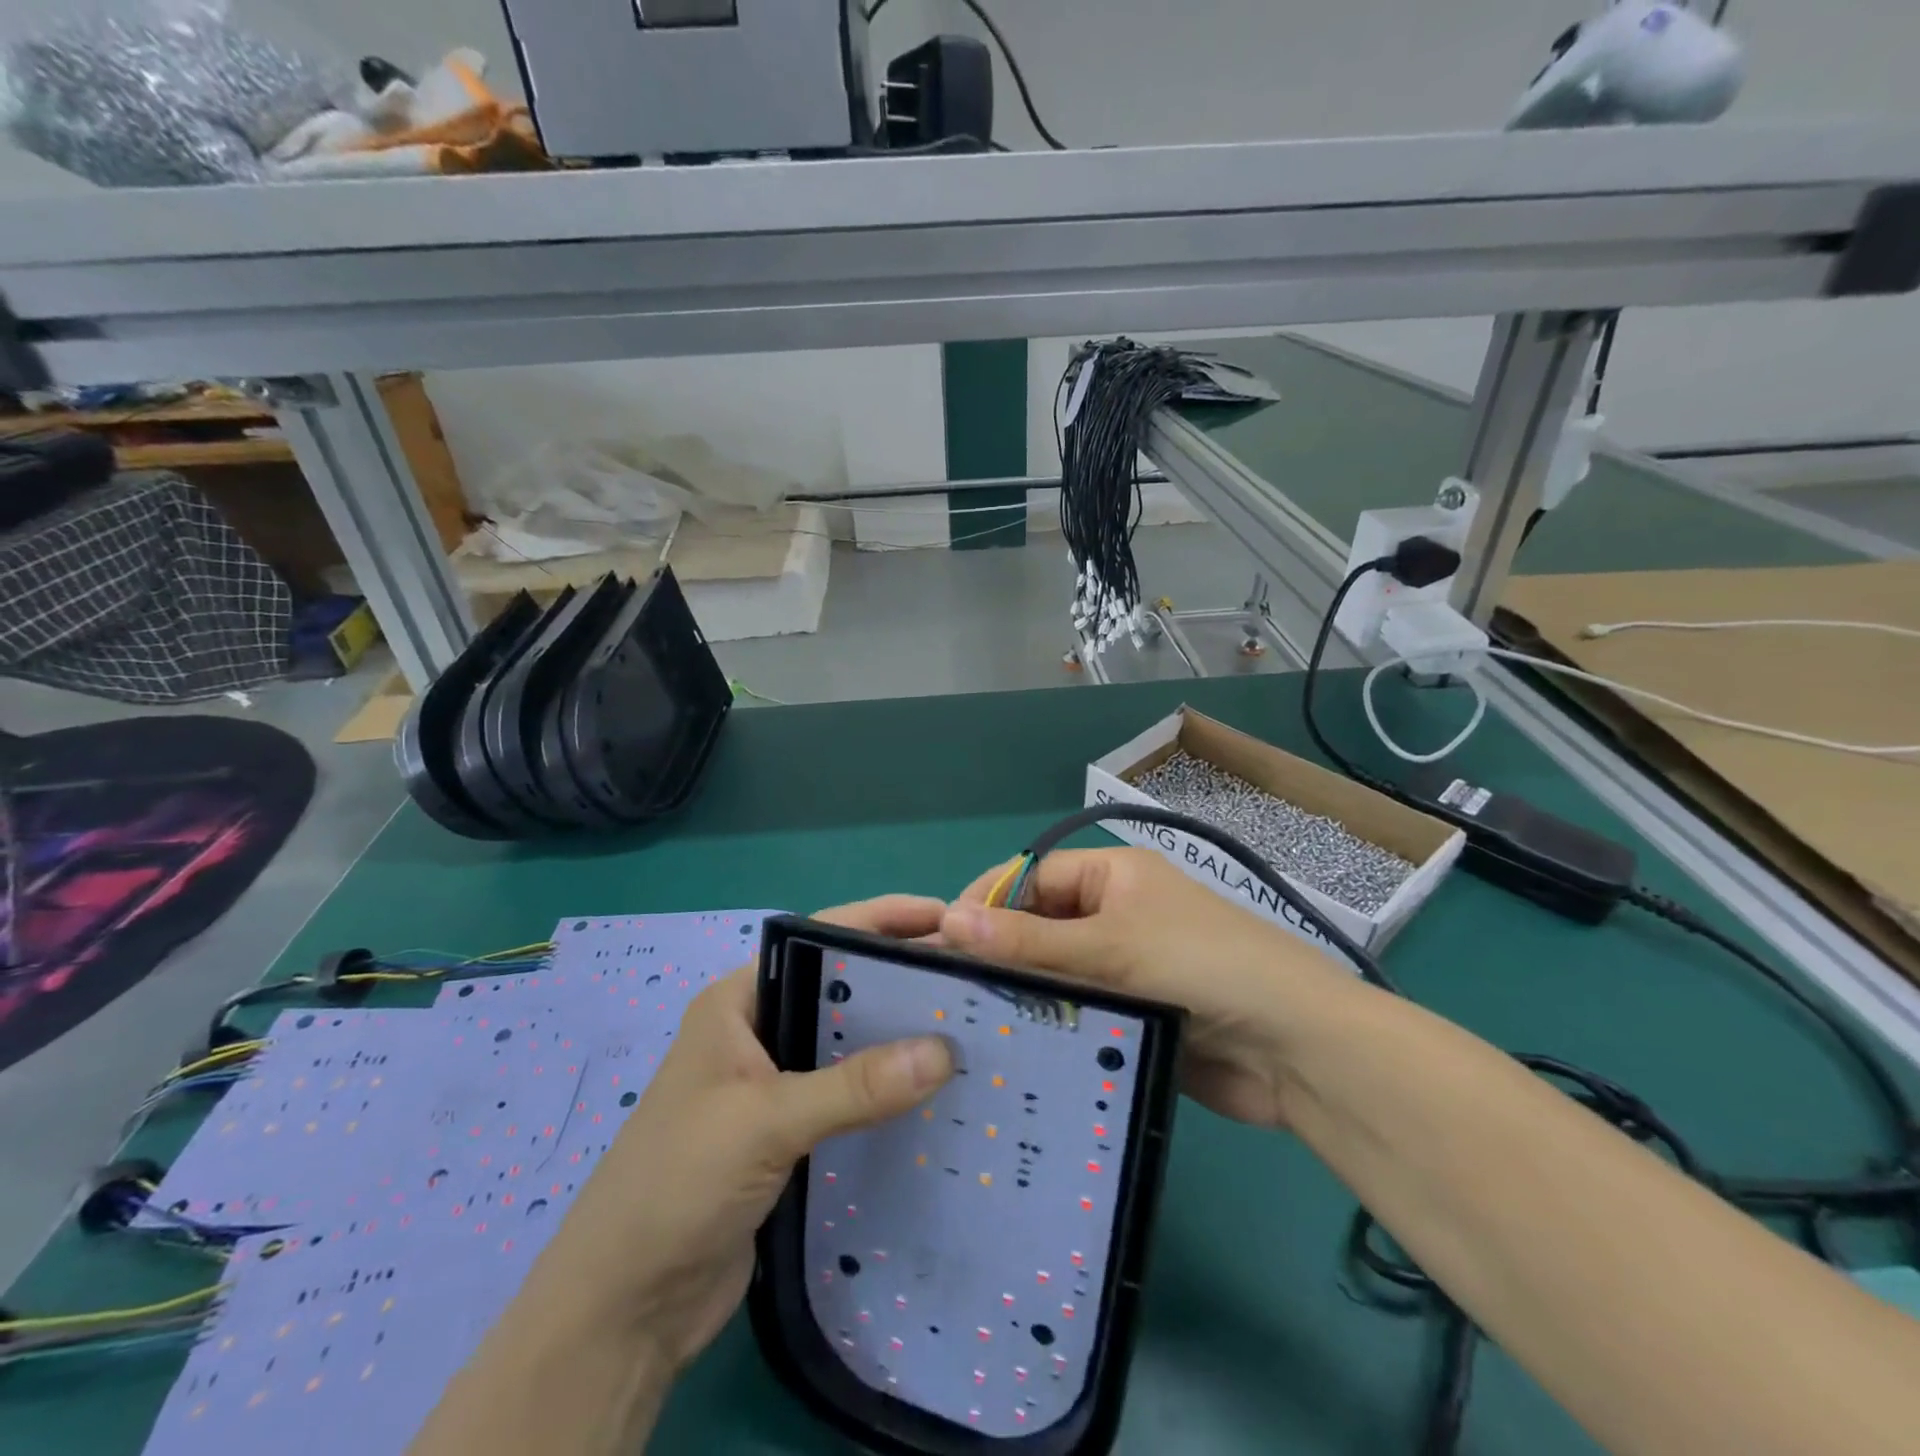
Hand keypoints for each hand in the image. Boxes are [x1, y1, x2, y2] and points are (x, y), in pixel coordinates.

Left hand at [522, 895, 956, 1374]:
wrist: (624, 1307)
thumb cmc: (677, 1183)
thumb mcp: (764, 1121)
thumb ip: (854, 1086)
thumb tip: (945, 1051)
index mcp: (741, 1000)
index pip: (820, 937)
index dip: (882, 920)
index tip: (947, 917)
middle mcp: (760, 1030)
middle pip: (842, 988)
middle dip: (901, 976)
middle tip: (973, 974)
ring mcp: (775, 1083)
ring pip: (850, 1043)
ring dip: (899, 1036)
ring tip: (970, 1025)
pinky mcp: (790, 1132)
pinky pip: (850, 1095)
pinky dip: (888, 1089)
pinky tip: (935, 1091)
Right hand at [943, 849, 1358, 1128]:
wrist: (1295, 1049)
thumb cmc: (1201, 967)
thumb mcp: (1109, 945)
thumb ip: (1028, 939)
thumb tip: (946, 919)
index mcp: (1115, 876)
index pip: (1034, 878)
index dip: (988, 902)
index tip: (939, 940)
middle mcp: (1117, 914)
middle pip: (1042, 926)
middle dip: (1001, 952)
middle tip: (947, 990)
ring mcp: (1128, 967)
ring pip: (1058, 973)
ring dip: (1024, 994)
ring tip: (966, 1023)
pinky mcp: (1136, 1015)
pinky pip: (1081, 1012)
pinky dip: (1053, 1026)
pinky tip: (1012, 1050)